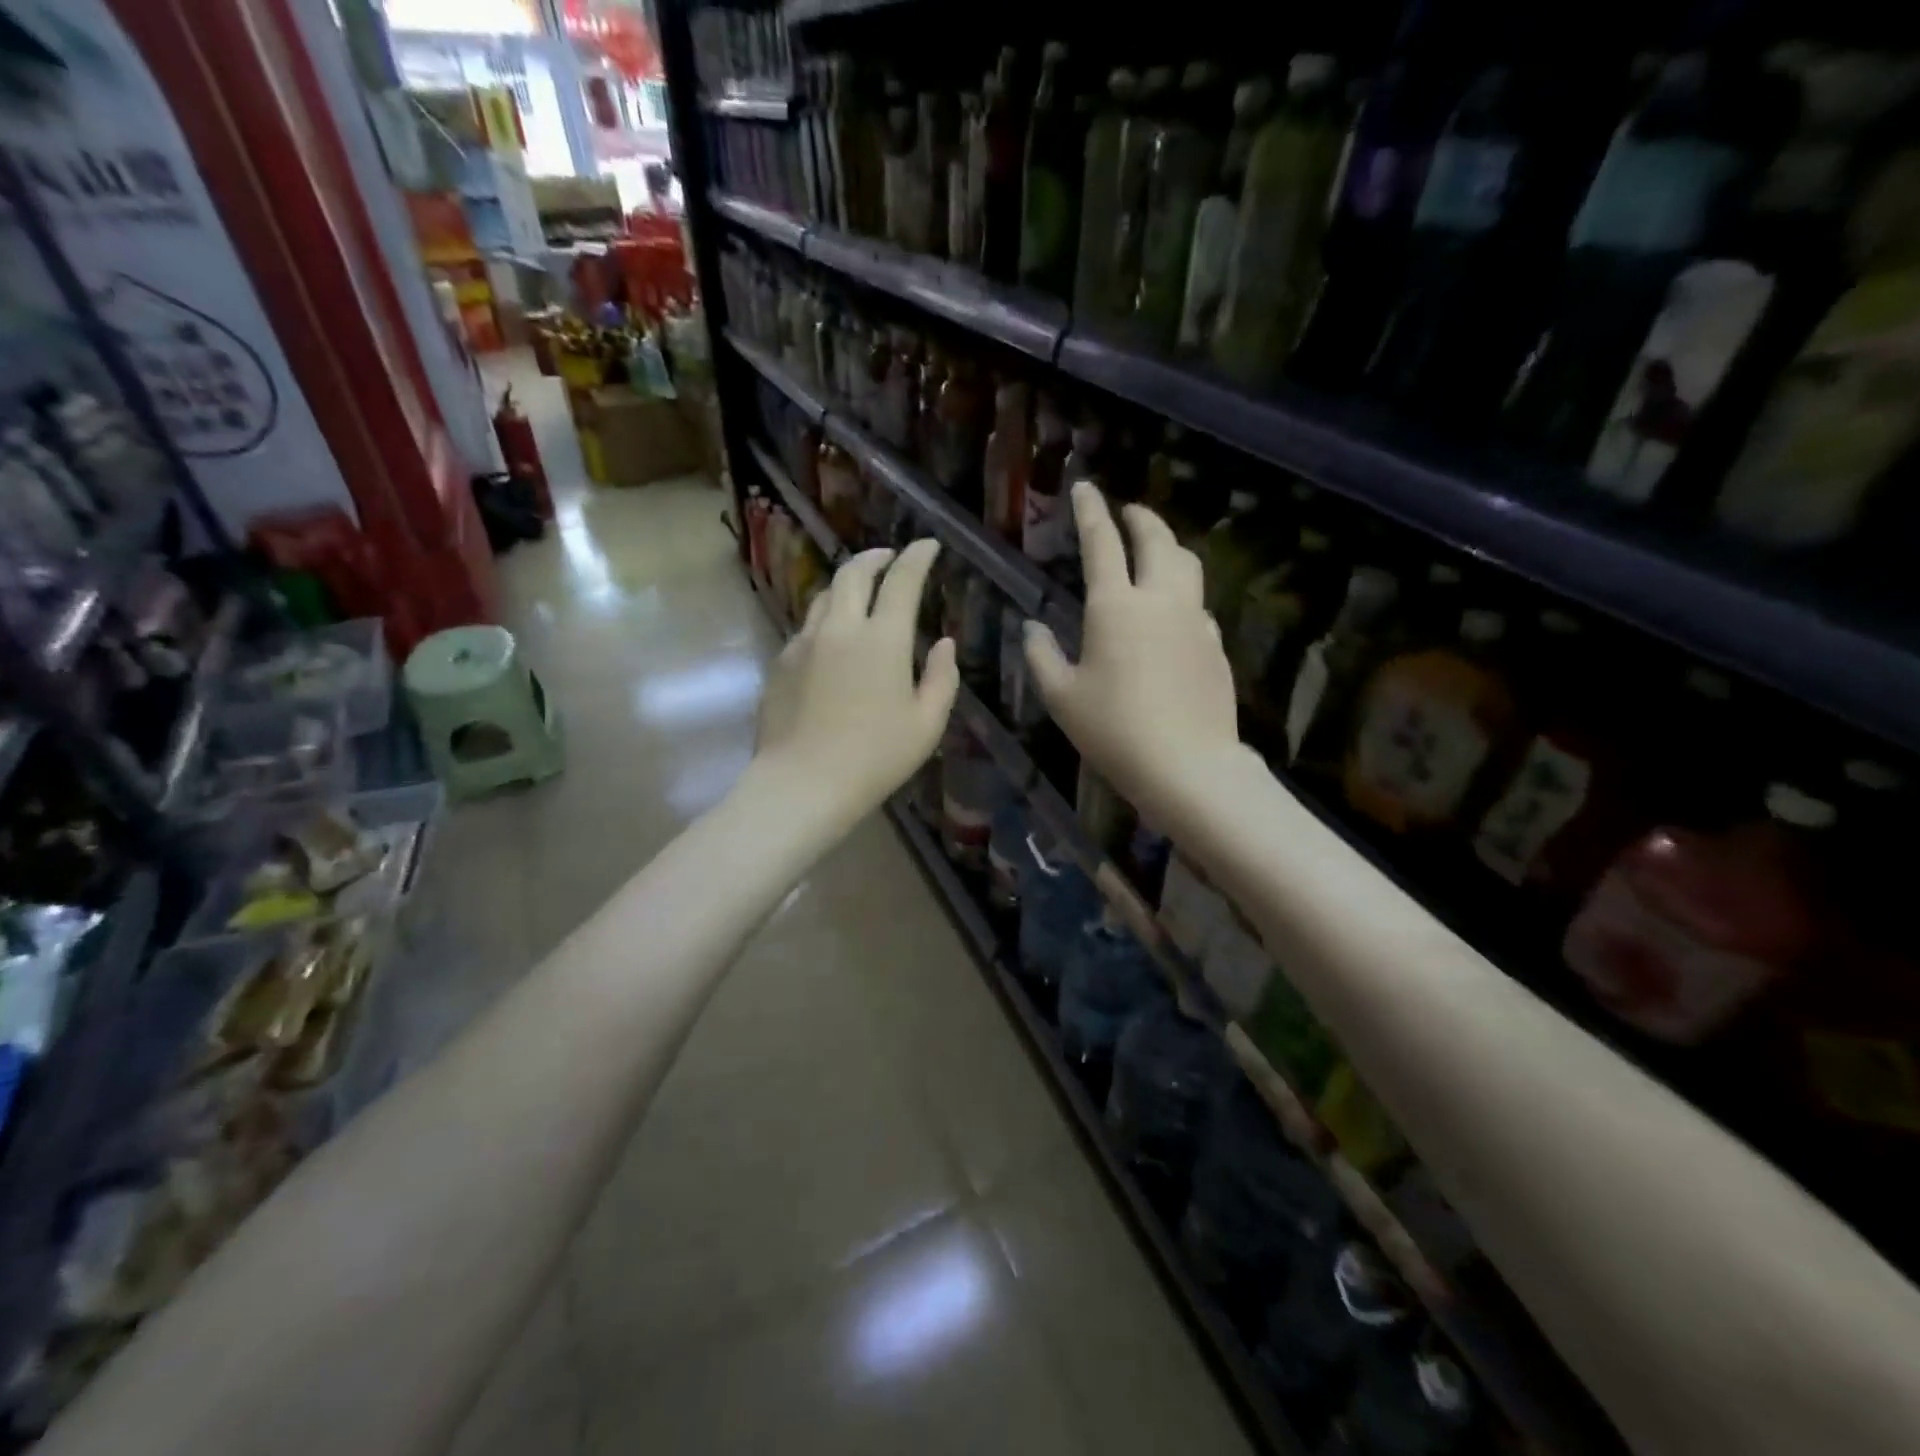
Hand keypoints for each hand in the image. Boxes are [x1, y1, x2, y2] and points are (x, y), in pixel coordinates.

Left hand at [754, 539, 957, 827]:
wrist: (803, 783)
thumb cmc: (875, 757)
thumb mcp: (926, 724)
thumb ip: (941, 678)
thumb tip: (945, 644)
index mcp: (883, 639)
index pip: (902, 581)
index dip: (917, 557)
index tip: (928, 545)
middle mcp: (841, 628)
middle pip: (854, 573)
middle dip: (875, 557)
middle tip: (890, 557)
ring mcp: (805, 642)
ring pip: (825, 595)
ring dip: (847, 584)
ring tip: (860, 590)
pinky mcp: (781, 662)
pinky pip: (807, 627)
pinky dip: (826, 619)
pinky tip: (832, 638)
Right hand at [1024, 485, 1244, 826]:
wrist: (1187, 765)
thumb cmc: (1114, 730)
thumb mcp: (1062, 697)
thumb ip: (1041, 656)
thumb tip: (1031, 627)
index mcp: (1115, 607)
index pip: (1102, 543)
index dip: (1090, 511)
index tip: (1085, 487)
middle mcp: (1160, 601)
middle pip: (1157, 540)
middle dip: (1141, 518)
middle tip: (1128, 511)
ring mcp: (1195, 621)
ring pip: (1187, 565)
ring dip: (1169, 547)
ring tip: (1155, 550)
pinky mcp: (1215, 646)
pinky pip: (1198, 604)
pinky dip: (1182, 593)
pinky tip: (1171, 614)